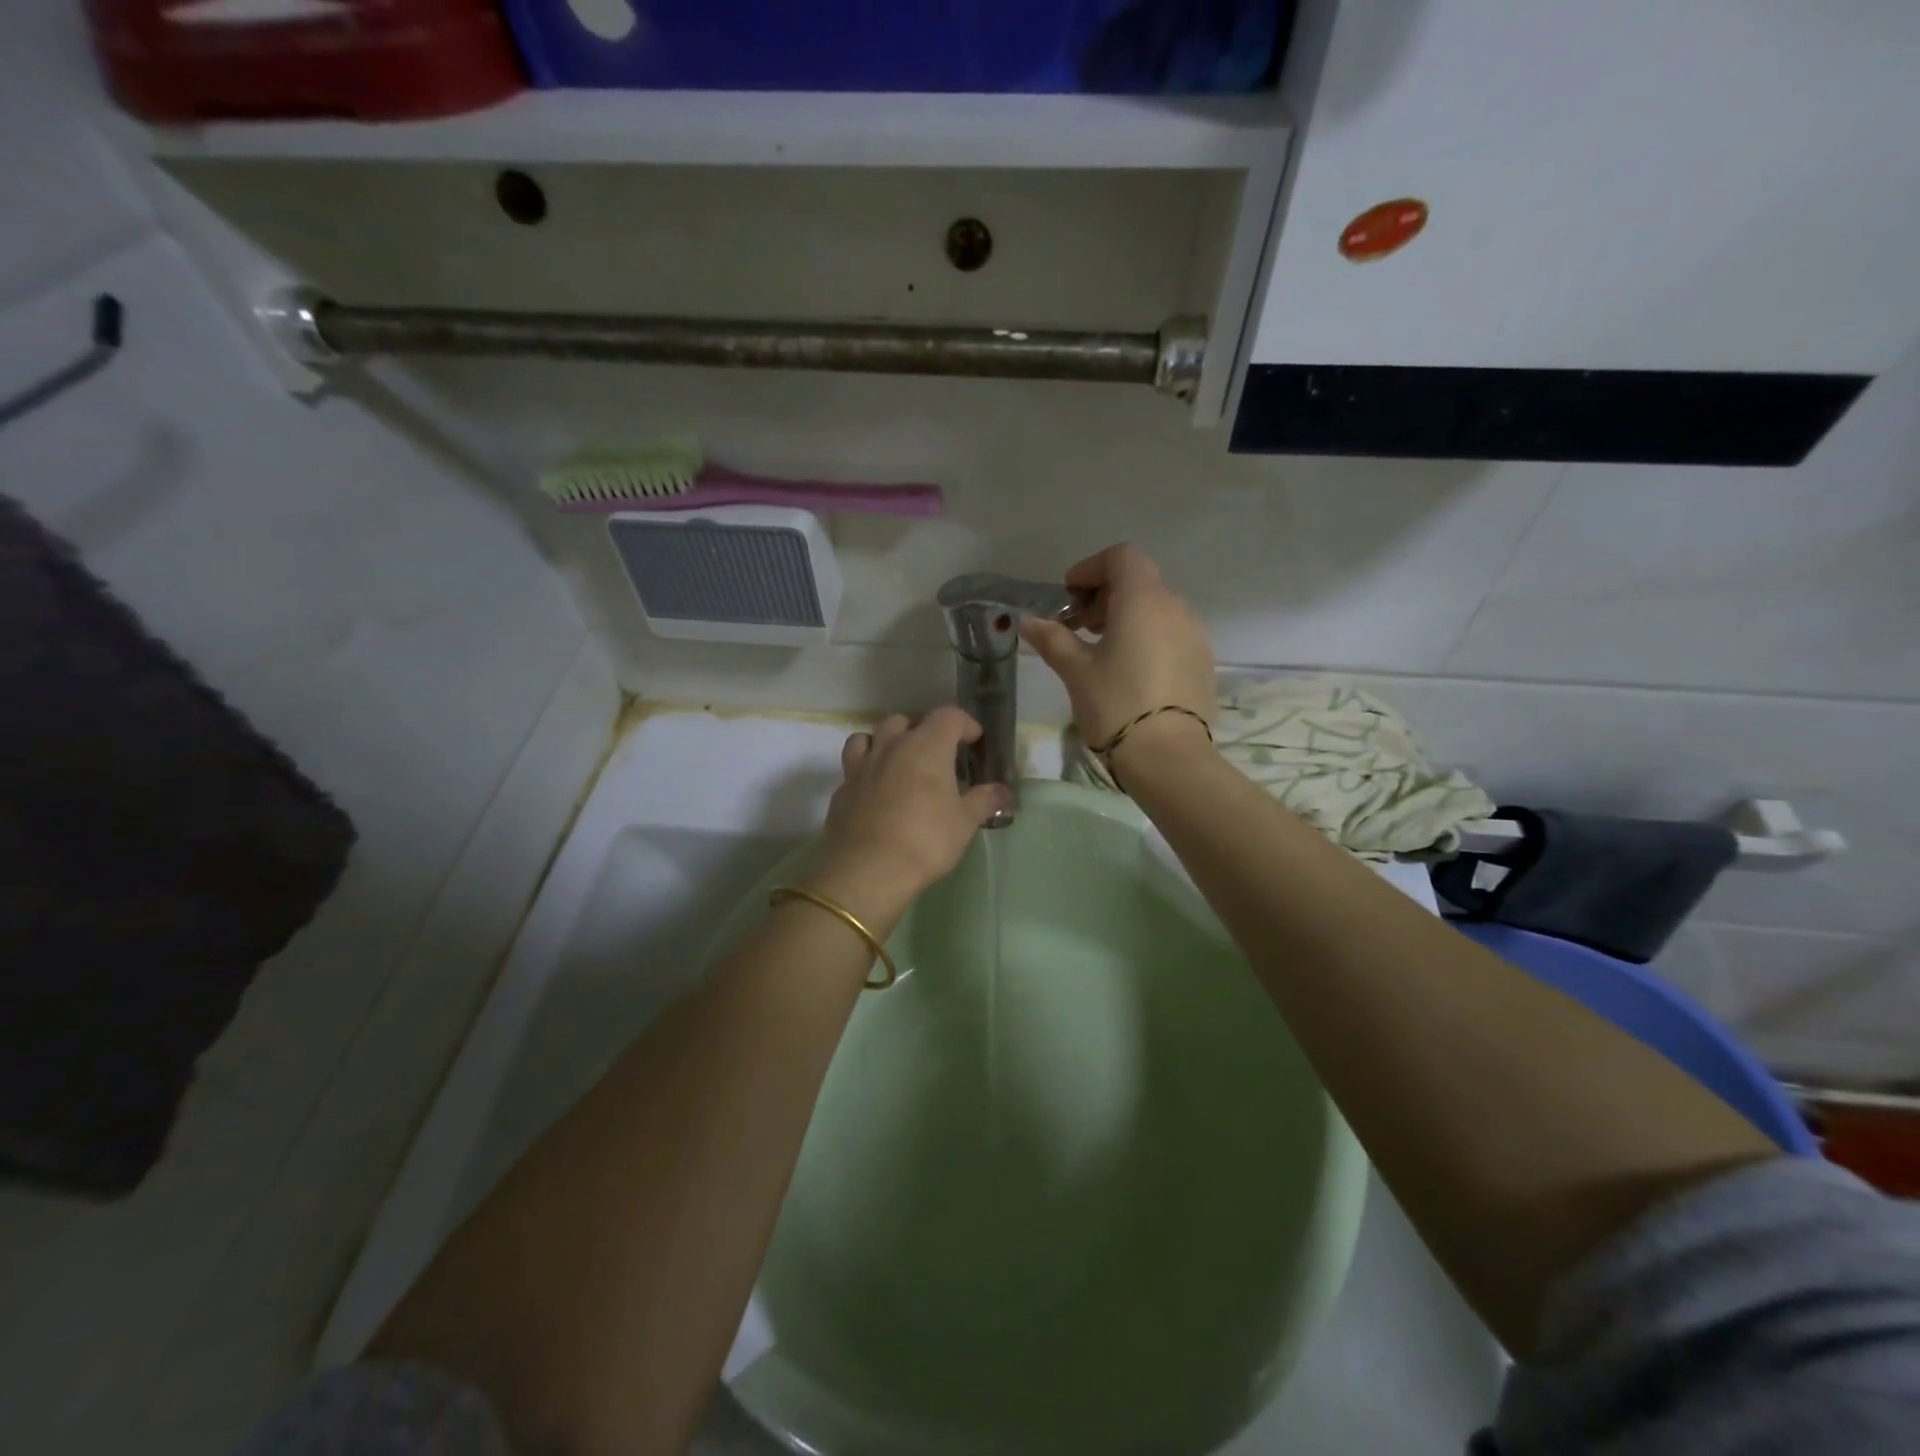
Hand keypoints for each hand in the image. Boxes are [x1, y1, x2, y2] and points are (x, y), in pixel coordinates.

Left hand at [808, 707, 1009, 920]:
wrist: (868, 870)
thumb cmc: (926, 840)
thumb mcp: (964, 823)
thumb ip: (983, 801)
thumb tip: (1002, 791)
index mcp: (926, 745)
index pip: (949, 716)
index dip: (965, 724)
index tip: (975, 742)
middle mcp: (892, 746)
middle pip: (906, 720)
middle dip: (924, 730)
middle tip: (938, 755)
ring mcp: (862, 766)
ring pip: (872, 736)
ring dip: (888, 742)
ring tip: (901, 763)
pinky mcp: (842, 789)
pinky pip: (854, 766)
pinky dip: (867, 770)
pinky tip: (877, 792)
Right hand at [1021, 543, 1215, 762]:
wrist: (1169, 758)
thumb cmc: (1116, 705)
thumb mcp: (1076, 671)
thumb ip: (1053, 639)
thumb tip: (1029, 622)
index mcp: (1144, 600)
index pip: (1121, 558)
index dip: (1090, 569)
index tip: (1068, 596)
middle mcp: (1175, 608)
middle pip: (1139, 583)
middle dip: (1104, 596)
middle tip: (1077, 626)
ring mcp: (1195, 635)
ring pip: (1156, 610)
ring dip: (1125, 618)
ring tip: (1100, 651)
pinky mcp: (1202, 663)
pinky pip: (1170, 634)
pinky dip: (1146, 638)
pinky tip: (1128, 671)